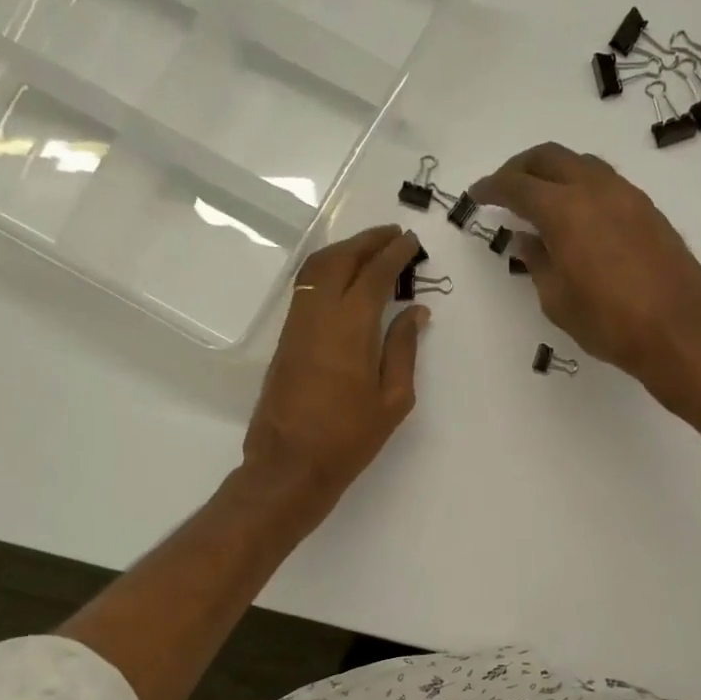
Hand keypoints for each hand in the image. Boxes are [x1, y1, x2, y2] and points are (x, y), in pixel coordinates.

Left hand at [243, 225, 428, 521]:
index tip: (411, 242)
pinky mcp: (285, 338)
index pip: (374, 274)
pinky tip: (344, 278)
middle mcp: (319, 315)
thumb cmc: (349, 438)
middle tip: (393, 235)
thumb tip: (414, 311)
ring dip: (344, 250)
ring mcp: (297, 324)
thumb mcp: (392, 399)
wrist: (290, 465)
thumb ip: (403, 349)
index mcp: (351, 328)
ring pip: (317, 268)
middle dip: (368, 241)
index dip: (394, 253)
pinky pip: (306, 287)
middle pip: (341, 260)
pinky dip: (327, 270)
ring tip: (370, 248)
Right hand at [470, 143, 700, 407]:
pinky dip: (582, 187)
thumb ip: (538, 263)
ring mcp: (628, 196)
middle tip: (504, 188)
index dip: (492, 188)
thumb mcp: (557, 301)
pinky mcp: (649, 210)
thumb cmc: (609, 324)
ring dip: (555, 173)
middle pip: (550, 157)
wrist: (679, 332)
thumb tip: (527, 239)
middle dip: (521, 168)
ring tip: (541, 199)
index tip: (476, 195)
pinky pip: (606, 183)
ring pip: (582, 164)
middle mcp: (596, 190)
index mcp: (565, 211)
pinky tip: (578, 216)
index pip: (518, 186)